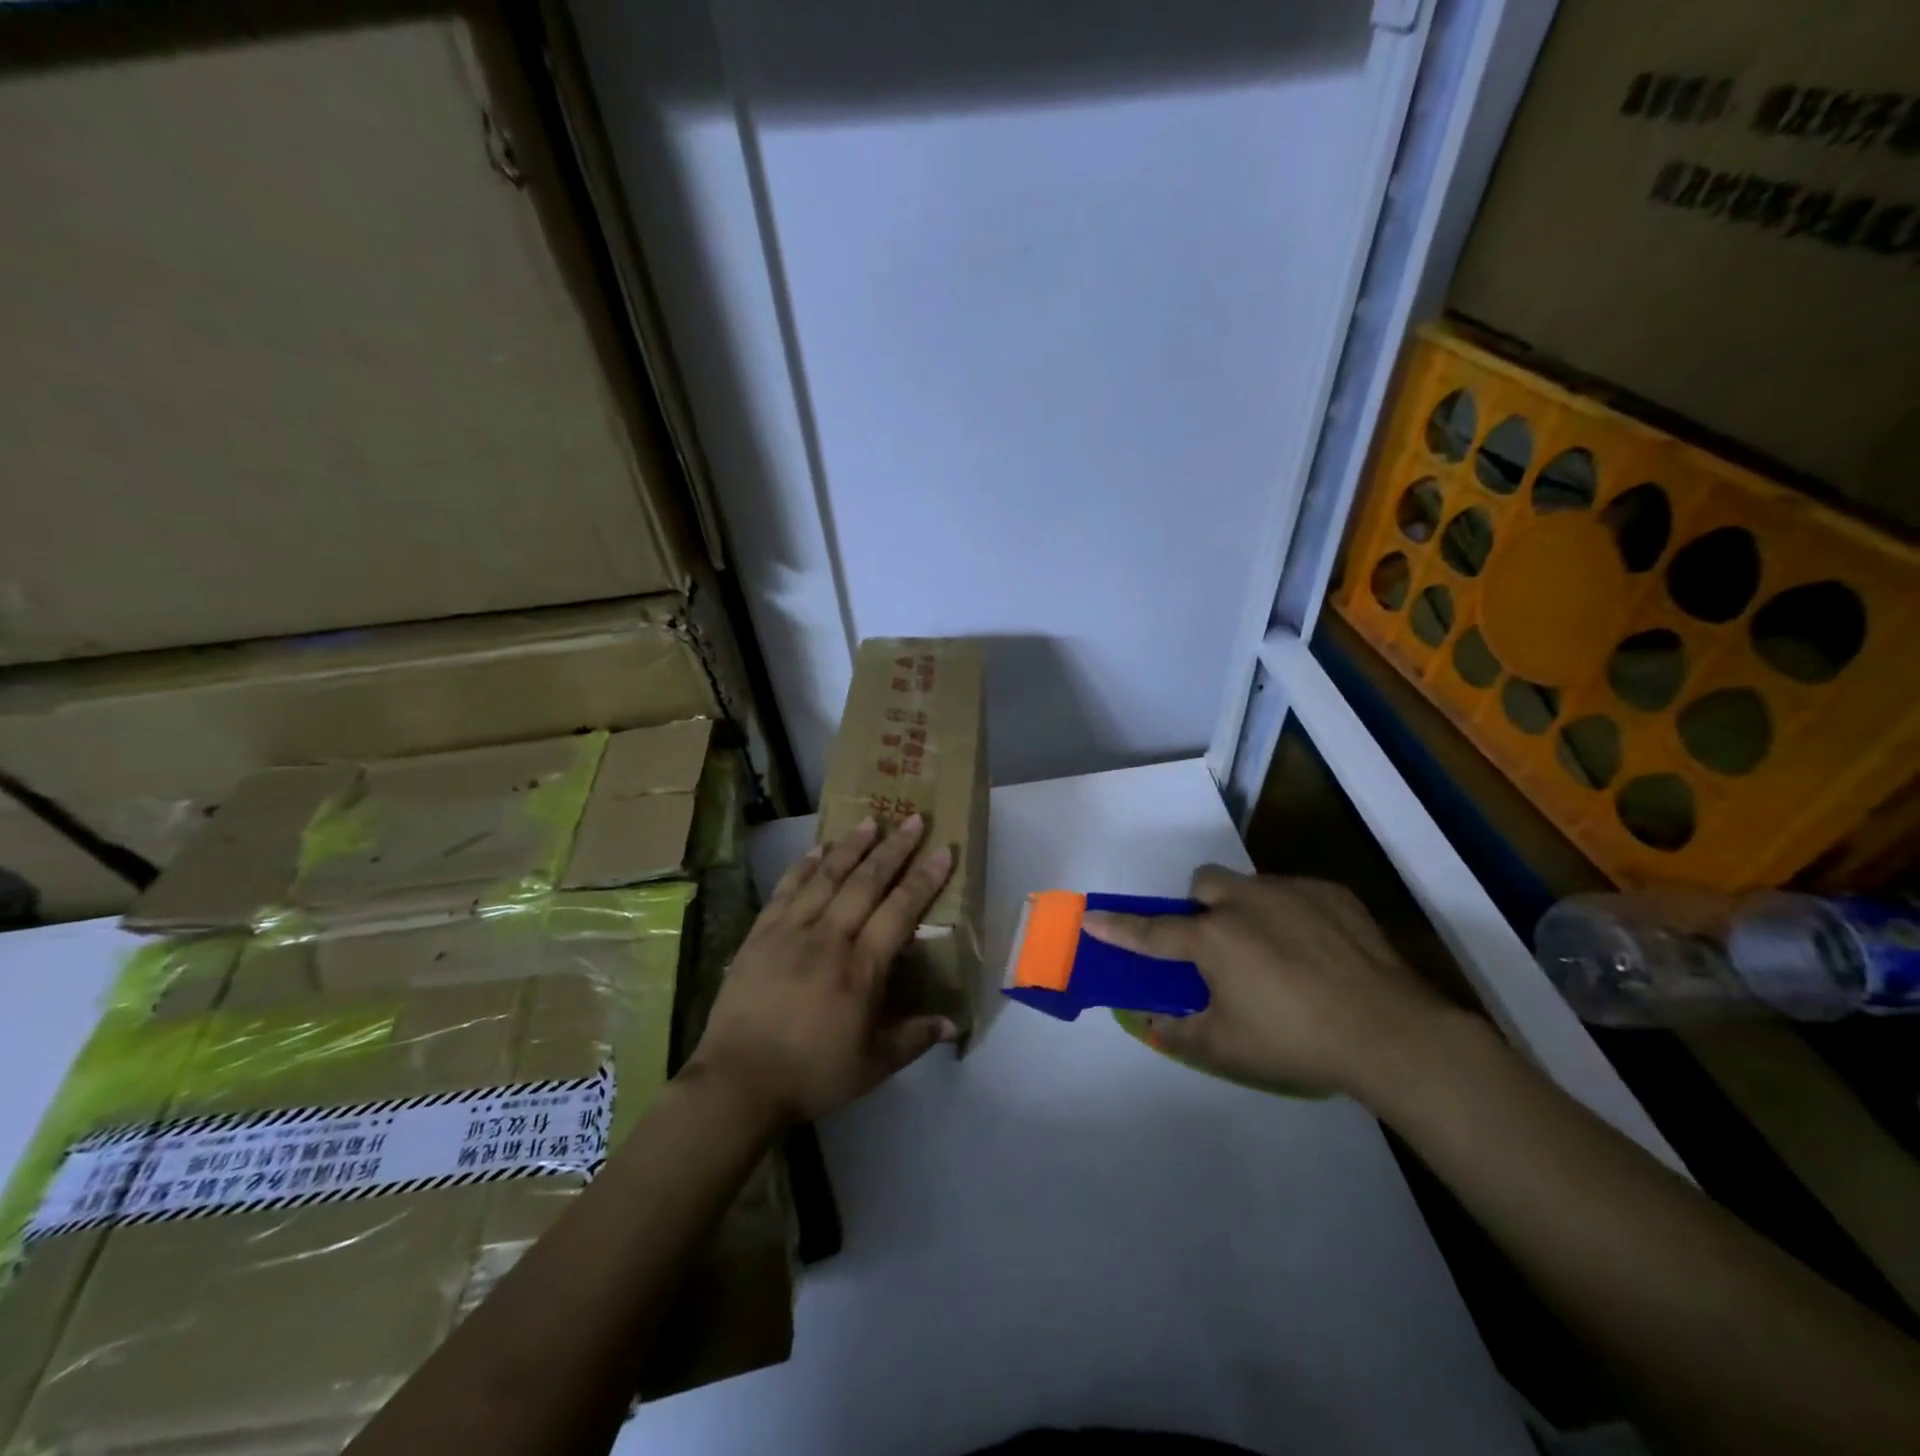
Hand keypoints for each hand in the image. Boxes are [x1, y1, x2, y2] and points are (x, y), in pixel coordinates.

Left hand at [684, 815, 957, 1127]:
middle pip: (866, 882)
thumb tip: (954, 1023)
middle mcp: (829, 938)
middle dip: (894, 849)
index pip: (900, 910)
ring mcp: (791, 931)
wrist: (739, 1081)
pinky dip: (803, 866)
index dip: (924, 878)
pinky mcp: (760, 934)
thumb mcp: (873, 1066)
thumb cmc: (812, 1074)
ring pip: (826, 877)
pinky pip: (786, 889)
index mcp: (862, 968)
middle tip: (913, 820)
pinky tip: (816, 849)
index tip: (942, 849)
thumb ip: (914, 1038)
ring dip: (851, 846)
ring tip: (870, 821)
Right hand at [1084, 867, 1456, 1099]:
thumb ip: (1180, 1032)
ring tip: (1276, 952)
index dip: (1118, 927)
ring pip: (1250, 885)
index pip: (1151, 932)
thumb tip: (1155, 1021)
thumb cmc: (1295, 1041)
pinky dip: (1292, 915)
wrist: (1390, 1032)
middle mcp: (1244, 902)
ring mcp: (1291, 892)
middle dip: (1201, 907)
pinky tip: (1317, 952)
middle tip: (1219, 945)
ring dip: (1247, 910)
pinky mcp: (1332, 893)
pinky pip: (1295, 893)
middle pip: (1204, 885)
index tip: (1092, 918)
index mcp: (1213, 939)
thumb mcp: (1226, 1049)